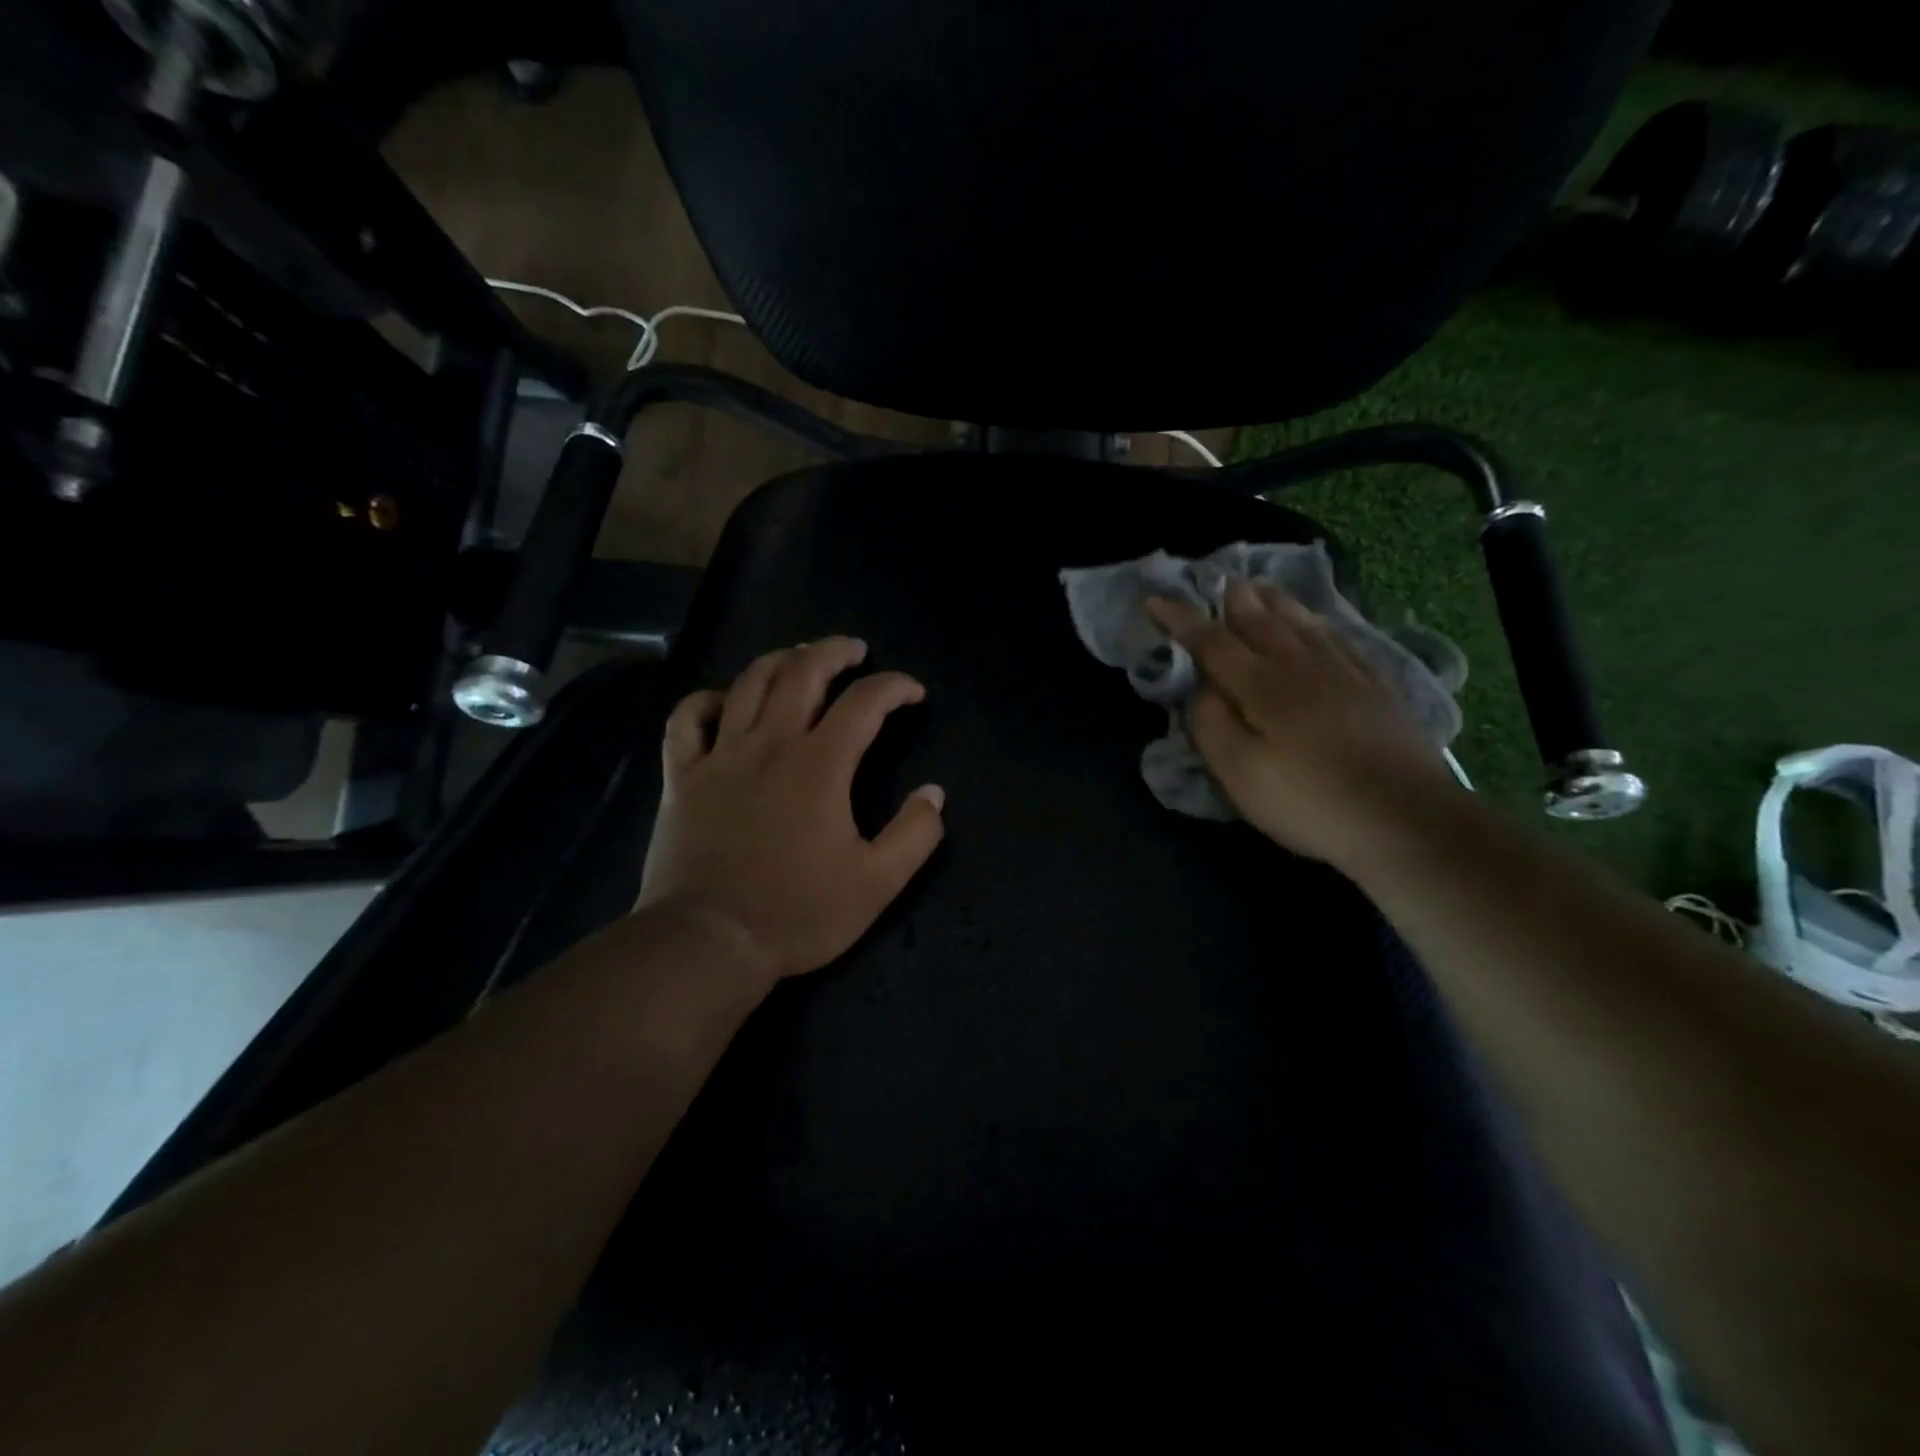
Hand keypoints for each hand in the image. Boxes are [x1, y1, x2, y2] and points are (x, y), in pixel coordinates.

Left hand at [637, 638, 946, 983]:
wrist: (708, 941)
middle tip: (853, 650)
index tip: (912, 691)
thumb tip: (934, 794)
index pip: (864, 703)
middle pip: (802, 673)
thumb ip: (914, 835)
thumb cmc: (798, 913)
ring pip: (748, 684)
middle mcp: (770, 745)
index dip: (894, 687)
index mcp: (820, 765)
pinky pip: (686, 720)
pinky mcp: (682, 777)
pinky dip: (705, 700)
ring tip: (798, 657)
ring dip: (779, 661)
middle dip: (833, 652)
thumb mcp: (876, 884)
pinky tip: (722, 701)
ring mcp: (720, 756)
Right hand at [1148, 580, 1454, 867]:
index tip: (1156, 601)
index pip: (1213, 641)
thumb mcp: (1241, 773)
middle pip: (1263, 621)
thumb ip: (1211, 725)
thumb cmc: (1309, 801)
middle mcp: (1302, 666)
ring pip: (1303, 624)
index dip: (1182, 620)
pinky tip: (1320, 624)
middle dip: (1235, 599)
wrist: (1406, 819)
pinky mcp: (1377, 688)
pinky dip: (1321, 624)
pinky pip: (1342, 640)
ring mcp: (1345, 673)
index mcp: (1262, 685)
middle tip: (1218, 578)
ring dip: (1277, 602)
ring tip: (1261, 586)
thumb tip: (1199, 688)